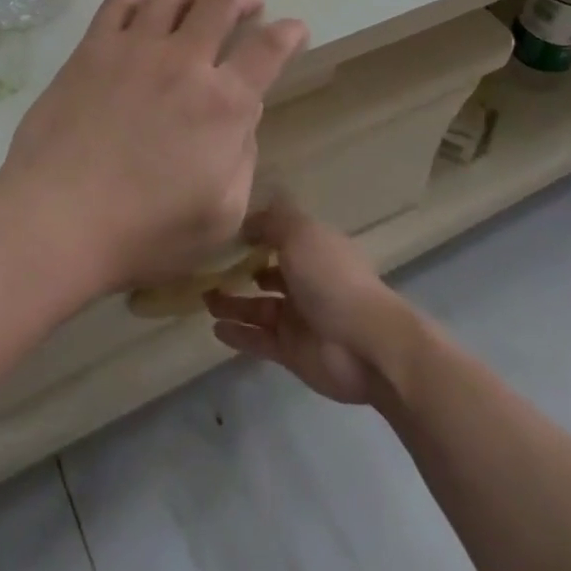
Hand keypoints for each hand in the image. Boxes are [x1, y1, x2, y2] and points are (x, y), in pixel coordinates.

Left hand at [0, 0, 307, 300]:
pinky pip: (119, 4)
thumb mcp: (220, 216)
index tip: (294, 28)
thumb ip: (242, 160)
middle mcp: (183, 62)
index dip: (289, 33)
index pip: (268, 50)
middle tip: (248, 5)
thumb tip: (241, 119)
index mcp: (224, 104)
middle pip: (221, 3)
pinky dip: (139, 1)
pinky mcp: (91, 50)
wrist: (56, 220)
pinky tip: (142, 14)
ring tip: (197, 0)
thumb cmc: (143, 233)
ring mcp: (133, 49)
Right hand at [206, 199, 408, 405]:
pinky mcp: (292, 351)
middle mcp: (306, 281)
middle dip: (239, 269)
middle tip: (206, 268)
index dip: (254, 232)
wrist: (366, 345)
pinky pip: (258, 339)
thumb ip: (270, 221)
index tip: (223, 231)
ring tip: (204, 298)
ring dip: (232, 302)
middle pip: (267, 272)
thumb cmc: (331, 278)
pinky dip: (238, 334)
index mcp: (314, 249)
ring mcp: (299, 318)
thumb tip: (246, 220)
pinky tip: (214, 328)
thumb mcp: (299, 233)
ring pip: (258, 307)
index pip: (280, 236)